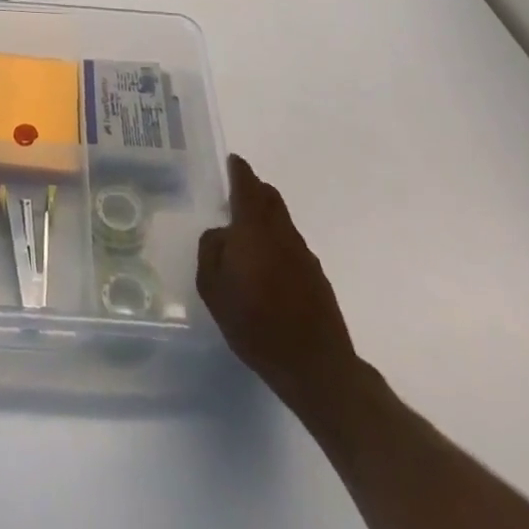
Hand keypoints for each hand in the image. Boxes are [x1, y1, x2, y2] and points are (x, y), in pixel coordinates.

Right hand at [197, 154, 366, 420]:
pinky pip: (291, 244)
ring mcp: (303, 253)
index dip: (239, 171)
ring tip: (248, 233)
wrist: (316, 367)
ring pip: (282, 220)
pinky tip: (267, 266)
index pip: (247, 186)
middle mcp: (281, 232)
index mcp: (254, 228)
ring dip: (266, 216)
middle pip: (270, 197)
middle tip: (237, 193)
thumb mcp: (214, 290)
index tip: (233, 161)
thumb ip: (211, 251)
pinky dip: (277, 241)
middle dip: (255, 189)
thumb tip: (220, 233)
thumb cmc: (256, 324)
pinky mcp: (317, 276)